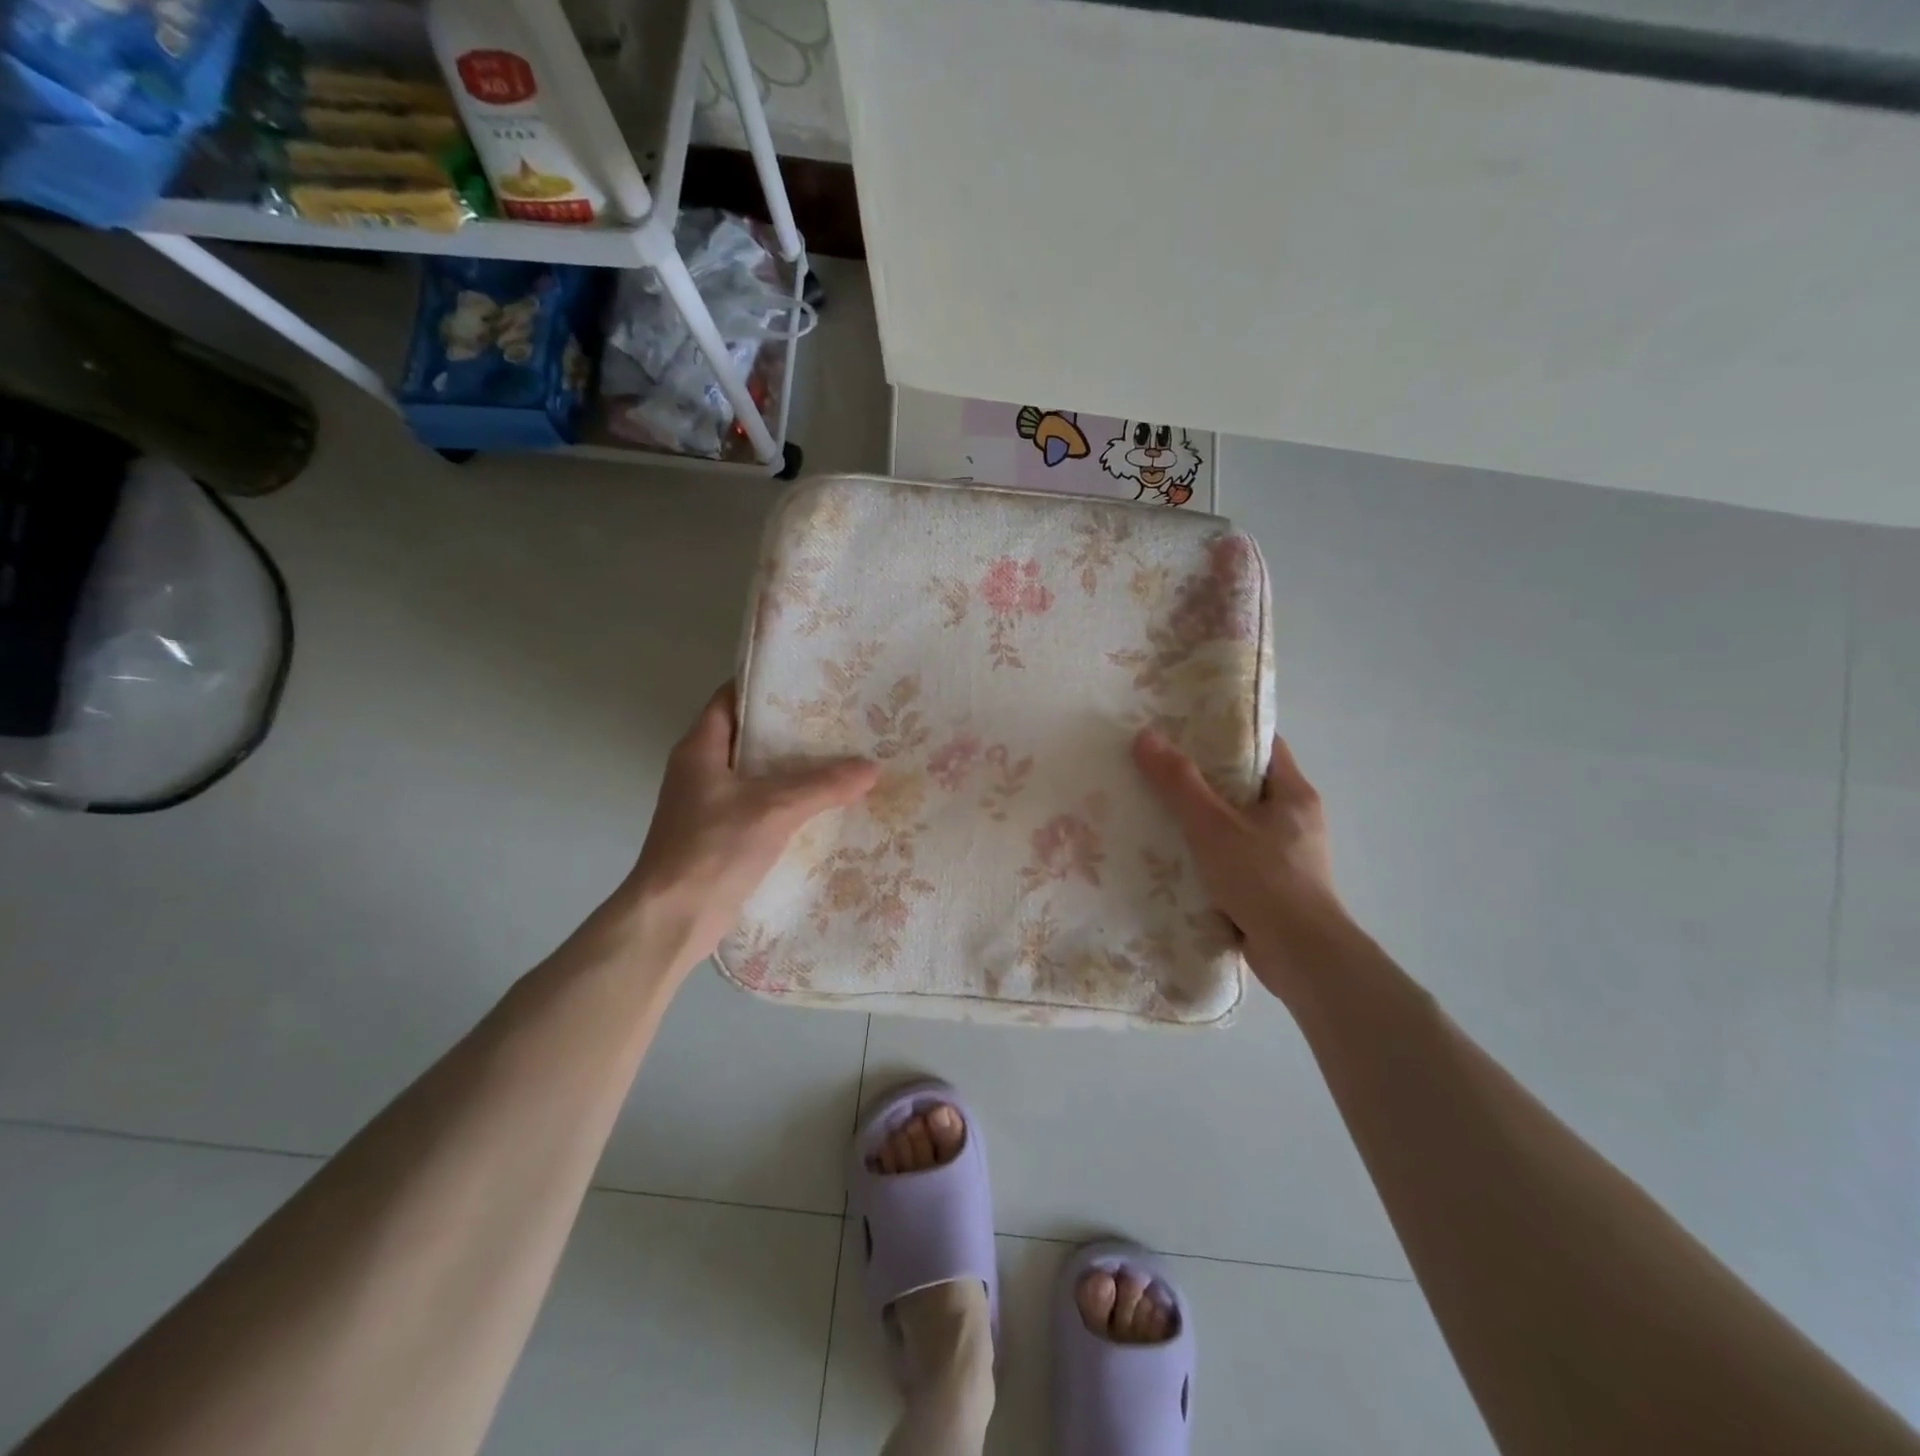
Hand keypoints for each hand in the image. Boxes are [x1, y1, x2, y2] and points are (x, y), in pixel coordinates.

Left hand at [617, 683, 877, 977]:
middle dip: (791, 730)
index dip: (765, 687)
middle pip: (748, 737)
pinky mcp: (721, 837)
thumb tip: (872, 768)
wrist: (673, 919)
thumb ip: (823, 785)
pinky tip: (823, 805)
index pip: (731, 699)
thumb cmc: (712, 848)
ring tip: (840, 758)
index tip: (808, 682)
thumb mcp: (774, 808)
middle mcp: (700, 771)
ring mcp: (709, 806)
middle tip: (838, 721)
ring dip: (792, 769)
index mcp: (700, 749)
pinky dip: (787, 802)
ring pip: (756, 775)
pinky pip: (760, 807)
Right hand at [1133, 728, 1349, 999]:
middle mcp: (1294, 819)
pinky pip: (1234, 856)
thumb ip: (1179, 782)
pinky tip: (1173, 854)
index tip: (1184, 727)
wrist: (1301, 956)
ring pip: (1236, 823)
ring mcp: (1285, 856)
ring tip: (1156, 807)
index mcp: (1293, 794)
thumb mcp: (1213, 825)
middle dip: (1203, 776)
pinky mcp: (1272, 887)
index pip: (1262, 746)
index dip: (1225, 733)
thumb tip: (1145, 736)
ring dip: (1202, 818)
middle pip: (1244, 784)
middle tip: (1158, 765)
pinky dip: (1207, 852)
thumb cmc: (1264, 879)